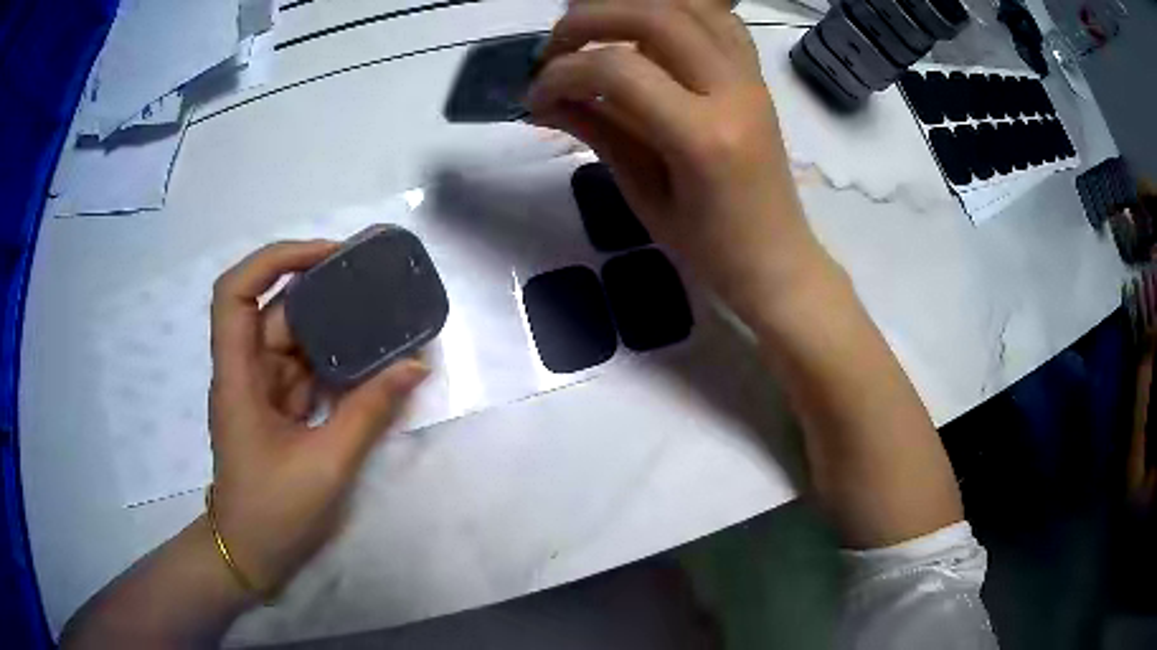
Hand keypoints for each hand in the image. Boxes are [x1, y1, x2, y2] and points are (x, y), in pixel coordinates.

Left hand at [207, 240, 428, 596]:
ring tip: (376, 308)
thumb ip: (369, 412)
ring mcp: (261, 390)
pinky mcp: (277, 409)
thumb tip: (415, 366)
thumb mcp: (327, 464)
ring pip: (291, 339)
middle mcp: (245, 371)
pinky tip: (367, 355)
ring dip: (329, 323)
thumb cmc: (274, 512)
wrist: (251, 555)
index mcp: (238, 376)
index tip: (325, 257)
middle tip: (366, 275)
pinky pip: (304, 369)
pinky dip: (333, 359)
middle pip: (271, 309)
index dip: (274, 260)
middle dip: (315, 286)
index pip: (236, 293)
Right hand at [527, 0, 826, 318]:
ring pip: (690, 4)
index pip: (618, 69)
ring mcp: (751, 78)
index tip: (536, 95)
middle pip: (654, 15)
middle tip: (555, 46)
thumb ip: (598, 131)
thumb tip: (544, 98)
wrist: (777, 261)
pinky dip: (675, 10)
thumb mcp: (643, 195)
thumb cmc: (710, 249)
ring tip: (594, 29)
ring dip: (631, 4)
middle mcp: (733, 92)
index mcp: (703, 138)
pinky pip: (718, 19)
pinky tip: (646, 29)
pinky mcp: (757, 76)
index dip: (563, 73)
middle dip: (589, 18)